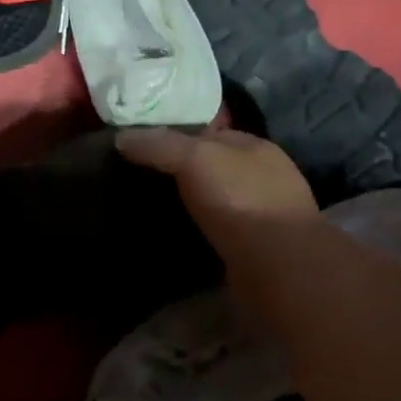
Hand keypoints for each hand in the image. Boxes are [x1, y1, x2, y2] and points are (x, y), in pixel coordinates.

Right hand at [115, 127, 318, 261]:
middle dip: (183, 170)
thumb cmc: (240, 200)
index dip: (179, 133)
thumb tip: (121, 138)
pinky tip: (178, 234)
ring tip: (153, 207)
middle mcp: (264, 176)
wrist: (278, 268)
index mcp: (255, 146)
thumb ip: (158, 144)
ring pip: (217, 199)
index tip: (144, 144)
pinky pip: (221, 230)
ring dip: (192, 203)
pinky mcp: (258, 248)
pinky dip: (201, 230)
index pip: (211, 131)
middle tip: (142, 177)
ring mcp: (265, 214)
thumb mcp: (193, 158)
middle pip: (213, 165)